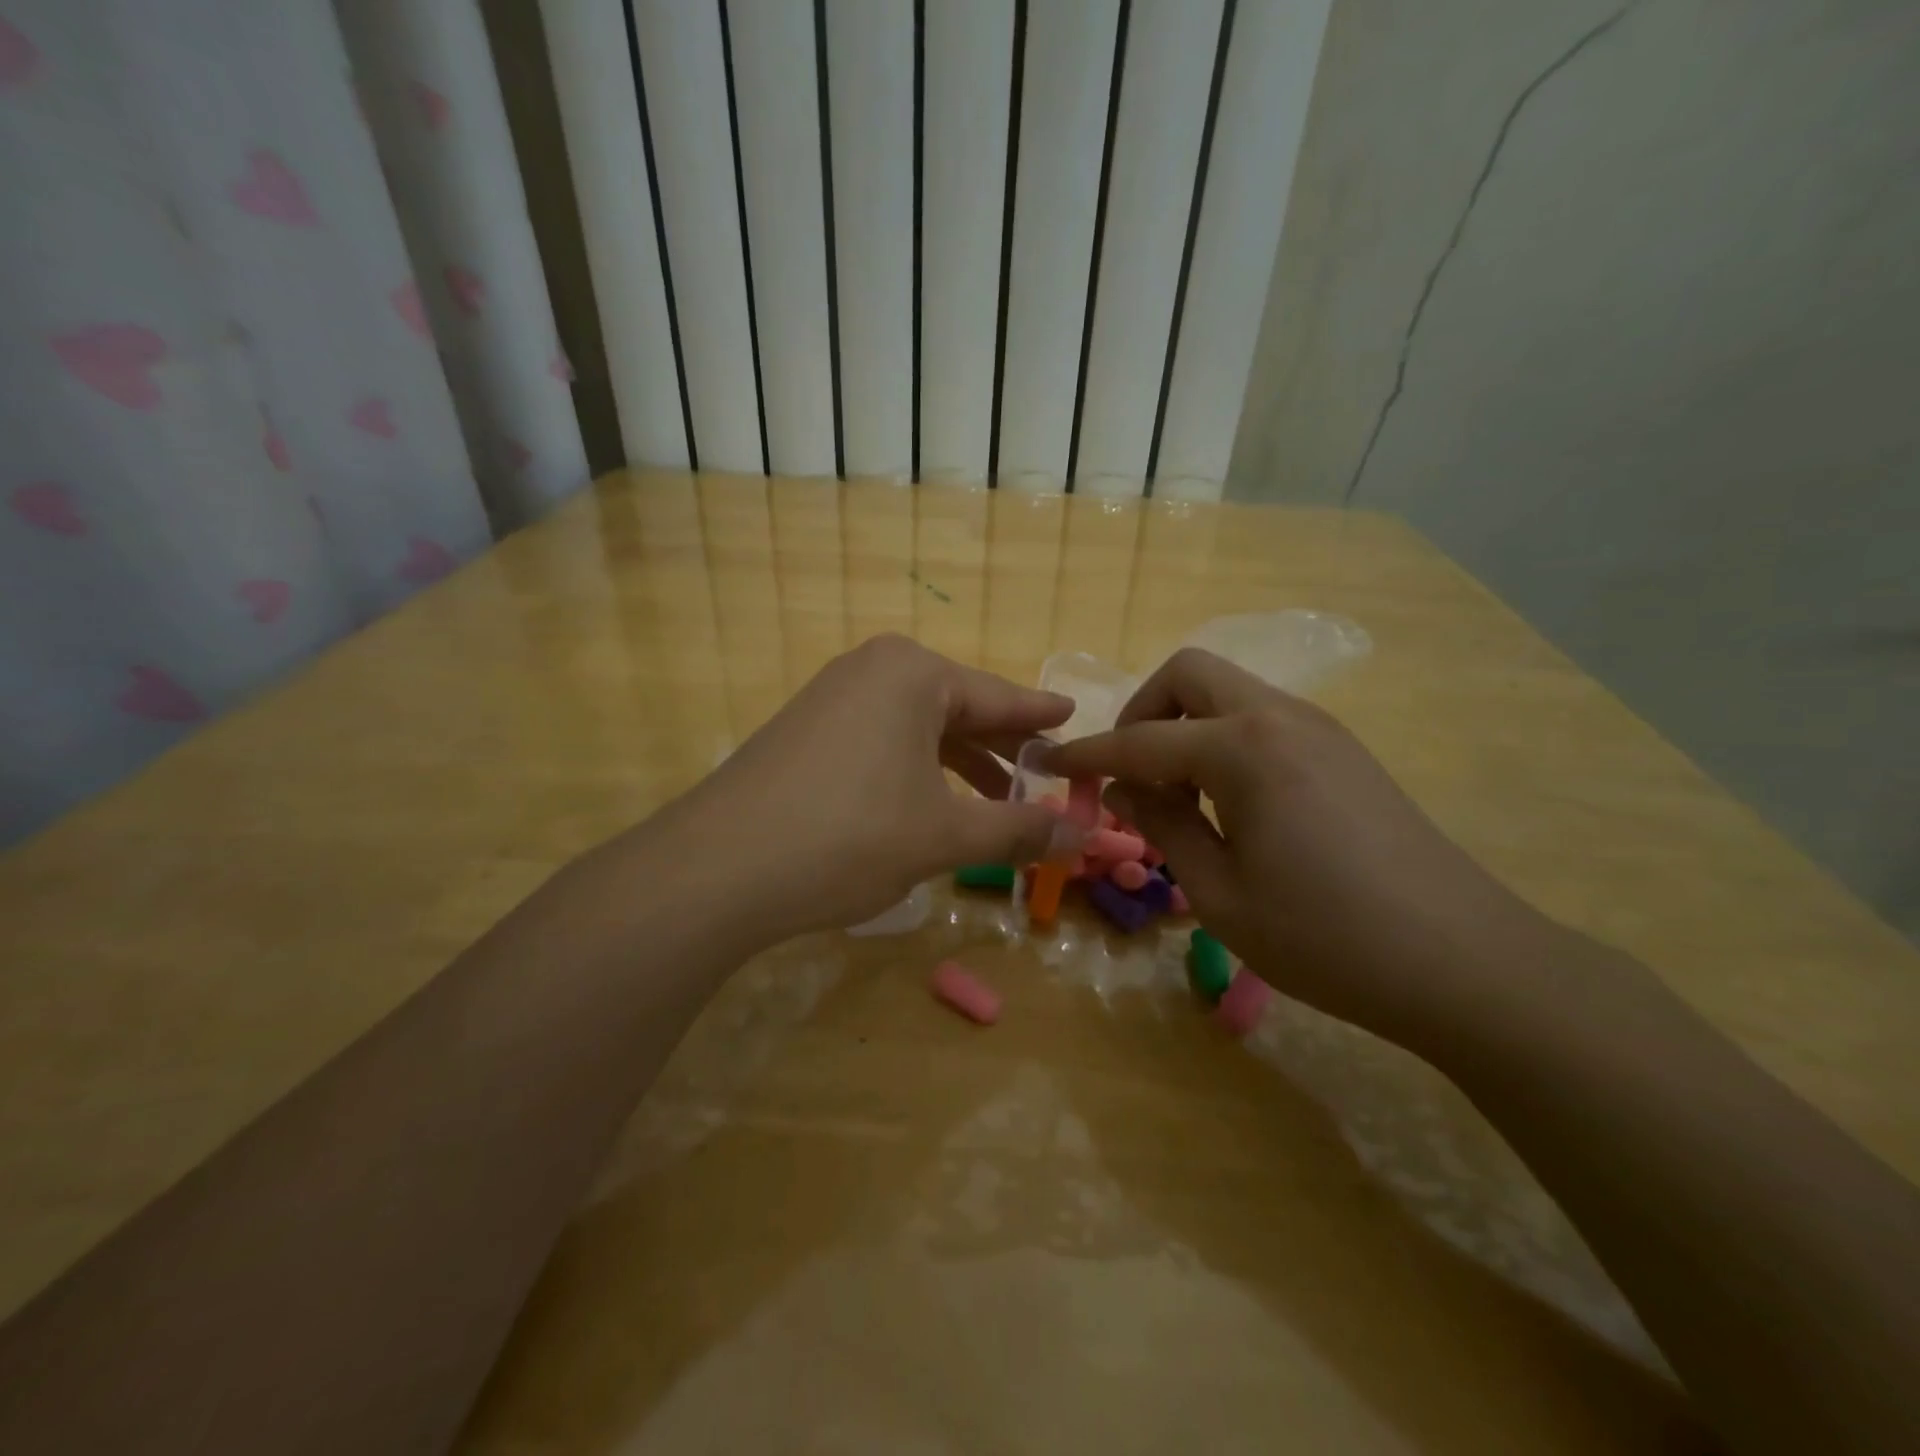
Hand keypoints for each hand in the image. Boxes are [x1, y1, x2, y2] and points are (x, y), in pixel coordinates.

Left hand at [653, 635, 1077, 943]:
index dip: (1040, 716)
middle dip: (1001, 748)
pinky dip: (915, 769)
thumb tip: (1082, 839)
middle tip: (1044, 776)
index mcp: (914, 673)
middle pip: (958, 708)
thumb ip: (1017, 831)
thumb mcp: (944, 836)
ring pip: (918, 727)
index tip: (1075, 715)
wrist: (718, 868)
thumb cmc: (850, 836)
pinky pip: (881, 740)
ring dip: (959, 764)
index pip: (999, 697)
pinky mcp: (805, 730)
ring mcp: (832, 697)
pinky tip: (928, 804)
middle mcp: (872, 670)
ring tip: (995, 800)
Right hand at [1047, 648, 1559, 1051]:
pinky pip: (1262, 720)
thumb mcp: (1219, 892)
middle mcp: (1280, 716)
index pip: (1139, 740)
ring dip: (1185, 727)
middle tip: (1129, 773)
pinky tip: (1228, 804)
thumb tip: (1120, 786)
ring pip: (1229, 692)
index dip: (1086, 754)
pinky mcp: (1343, 751)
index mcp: (1244, 748)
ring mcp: (1320, 729)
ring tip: (1179, 799)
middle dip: (1142, 712)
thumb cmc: (1325, 937)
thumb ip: (1161, 825)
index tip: (1045, 763)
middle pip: (1189, 674)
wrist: (1464, 962)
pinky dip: (1224, 741)